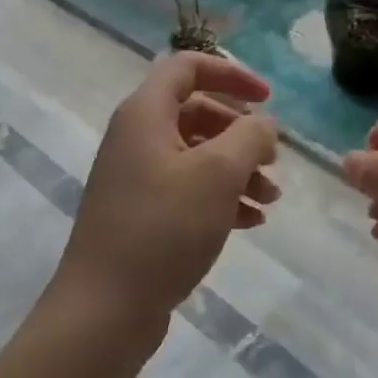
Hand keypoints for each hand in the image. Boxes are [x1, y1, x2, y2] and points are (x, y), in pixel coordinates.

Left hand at [51, 53, 279, 343]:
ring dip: (237, 169)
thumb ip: (249, 137)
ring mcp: (136, 177)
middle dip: (241, 132)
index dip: (231, 73)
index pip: (188, 67)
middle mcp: (136, 137)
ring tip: (271, 198)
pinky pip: (187, 189)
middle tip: (274, 158)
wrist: (104, 310)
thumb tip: (263, 124)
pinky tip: (251, 221)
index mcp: (145, 113)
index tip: (268, 98)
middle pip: (197, 111)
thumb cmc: (163, 228)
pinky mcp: (141, 213)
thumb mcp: (217, 174)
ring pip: (196, 154)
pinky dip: (221, 197)